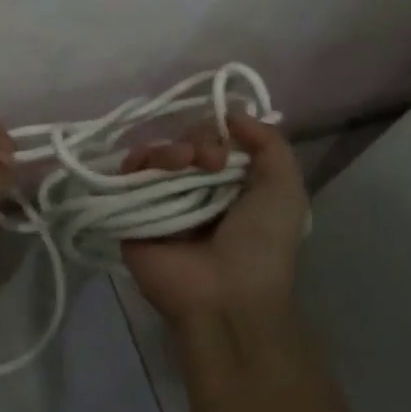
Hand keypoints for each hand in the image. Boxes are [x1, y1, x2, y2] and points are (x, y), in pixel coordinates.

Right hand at [120, 113, 308, 330]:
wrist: (225, 297)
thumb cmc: (261, 245)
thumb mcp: (285, 190)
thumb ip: (270, 144)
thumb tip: (232, 114)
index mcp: (228, 187)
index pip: (214, 141)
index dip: (217, 133)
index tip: (226, 146)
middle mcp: (193, 191)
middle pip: (183, 143)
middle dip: (196, 140)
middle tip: (207, 160)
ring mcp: (160, 202)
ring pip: (155, 154)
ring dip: (169, 149)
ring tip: (183, 163)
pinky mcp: (130, 214)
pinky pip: (125, 175)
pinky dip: (137, 161)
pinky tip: (150, 166)